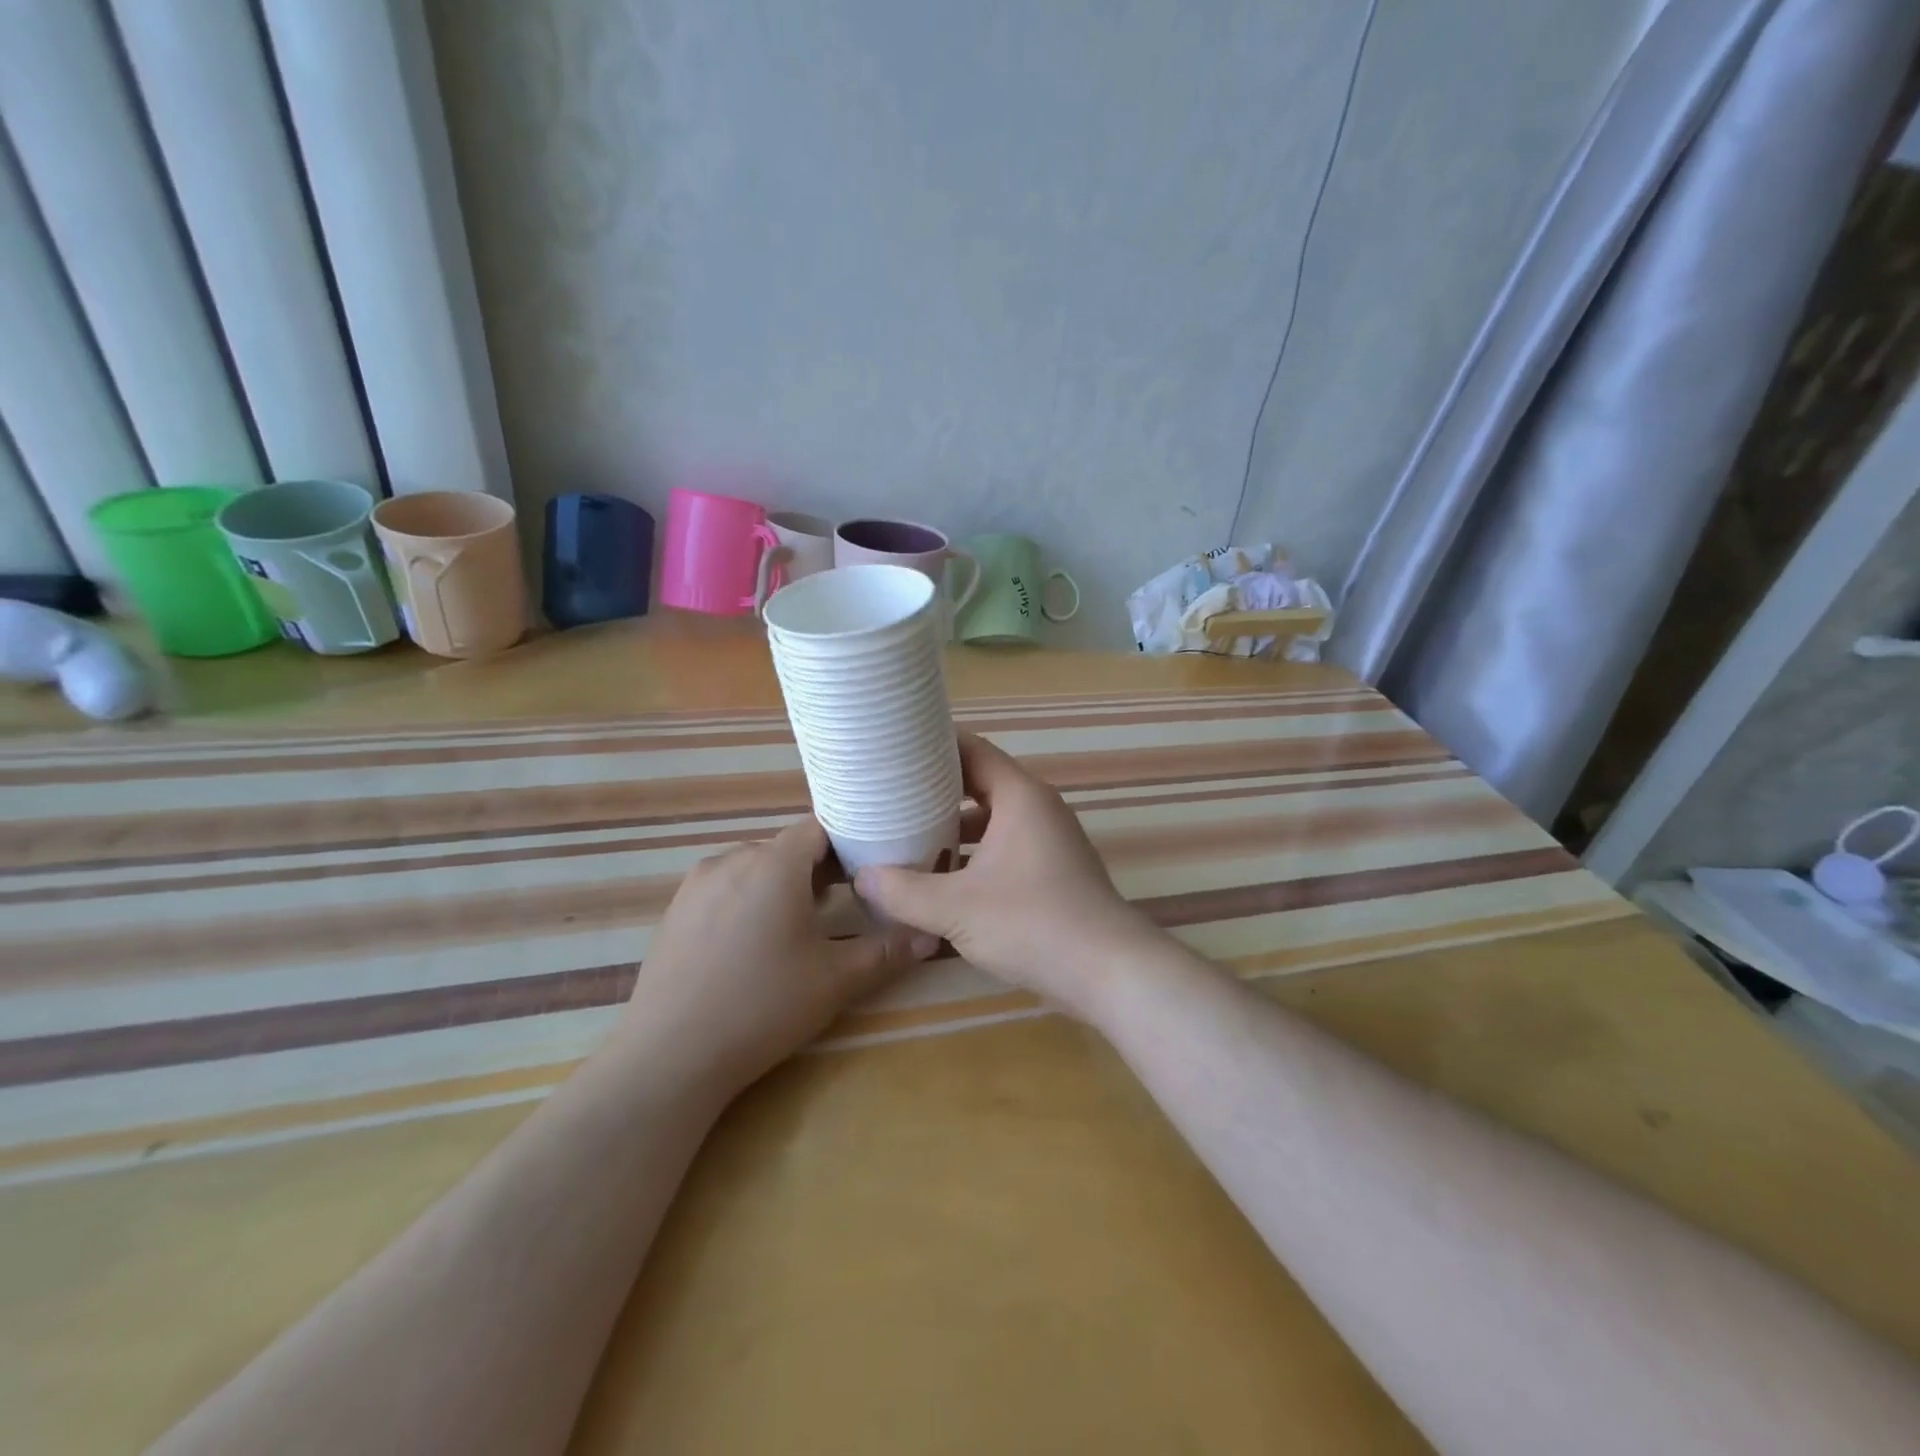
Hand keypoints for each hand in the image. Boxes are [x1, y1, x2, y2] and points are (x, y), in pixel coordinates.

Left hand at [615, 818, 935, 1094]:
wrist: (671, 1055)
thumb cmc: (762, 1007)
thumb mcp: (835, 981)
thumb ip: (886, 952)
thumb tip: (929, 936)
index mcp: (774, 864)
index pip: (818, 828)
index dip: (846, 845)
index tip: (866, 874)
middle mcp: (732, 860)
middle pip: (785, 848)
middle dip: (815, 869)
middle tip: (839, 906)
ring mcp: (696, 884)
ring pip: (752, 867)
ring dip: (778, 885)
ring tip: (794, 928)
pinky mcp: (674, 911)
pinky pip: (722, 888)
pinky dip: (745, 901)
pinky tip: (748, 947)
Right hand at [854, 734, 1159, 1019]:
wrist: (1108, 973)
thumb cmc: (1032, 924)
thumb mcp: (955, 908)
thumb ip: (903, 891)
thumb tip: (861, 878)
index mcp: (1019, 797)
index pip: (972, 749)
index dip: (932, 745)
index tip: (893, 750)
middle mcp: (1037, 810)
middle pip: (979, 785)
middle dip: (934, 791)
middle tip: (888, 796)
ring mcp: (1048, 842)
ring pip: (990, 823)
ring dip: (952, 830)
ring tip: (905, 838)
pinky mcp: (1051, 873)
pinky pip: (1003, 850)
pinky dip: (972, 858)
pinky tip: (941, 882)